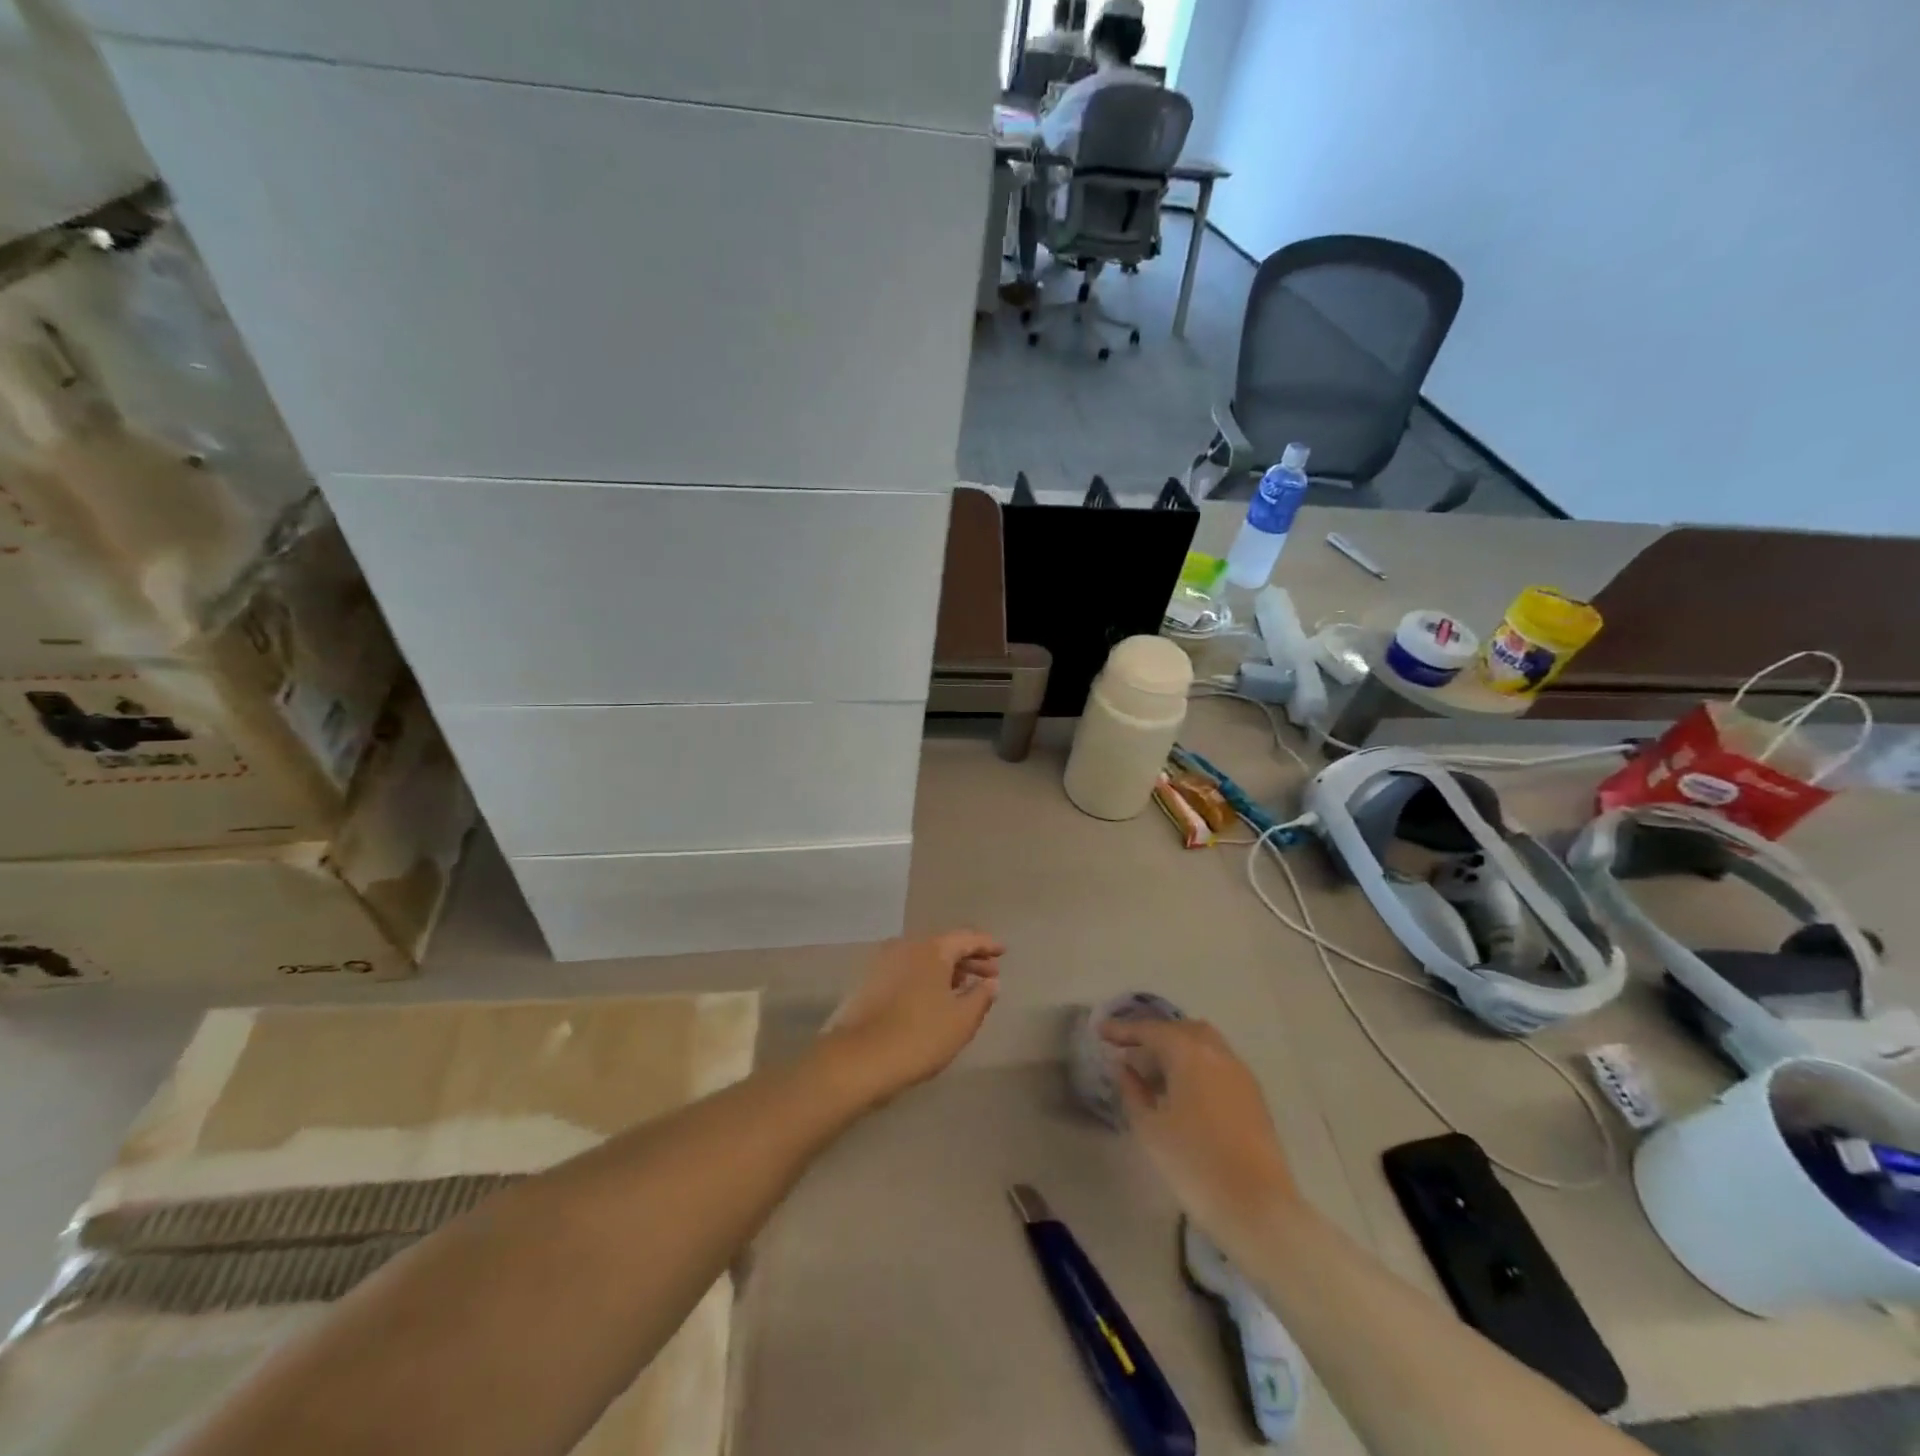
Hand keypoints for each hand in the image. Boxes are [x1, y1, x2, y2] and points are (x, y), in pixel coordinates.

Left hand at [818, 931, 1004, 1107]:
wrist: (857, 1059)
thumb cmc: (918, 1036)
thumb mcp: (961, 1020)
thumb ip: (981, 997)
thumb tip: (990, 982)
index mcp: (931, 948)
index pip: (966, 938)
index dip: (987, 944)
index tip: (1003, 951)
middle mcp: (905, 946)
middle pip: (943, 946)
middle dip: (969, 959)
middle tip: (990, 974)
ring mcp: (882, 962)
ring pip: (923, 959)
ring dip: (946, 970)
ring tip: (964, 988)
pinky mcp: (868, 982)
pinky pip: (907, 971)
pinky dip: (925, 979)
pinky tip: (933, 999)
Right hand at [1102, 1018, 1298, 1244]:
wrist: (1258, 1208)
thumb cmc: (1194, 1163)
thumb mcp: (1150, 1128)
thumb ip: (1132, 1090)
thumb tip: (1125, 1068)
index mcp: (1189, 1053)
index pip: (1150, 1030)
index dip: (1123, 1030)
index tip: (1101, 1032)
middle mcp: (1217, 1053)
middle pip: (1181, 1029)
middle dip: (1154, 1035)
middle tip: (1130, 1051)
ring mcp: (1240, 1073)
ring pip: (1204, 1044)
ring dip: (1178, 1049)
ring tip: (1156, 1073)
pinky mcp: (1253, 1095)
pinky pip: (1218, 1063)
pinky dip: (1196, 1065)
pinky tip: (1184, 1091)